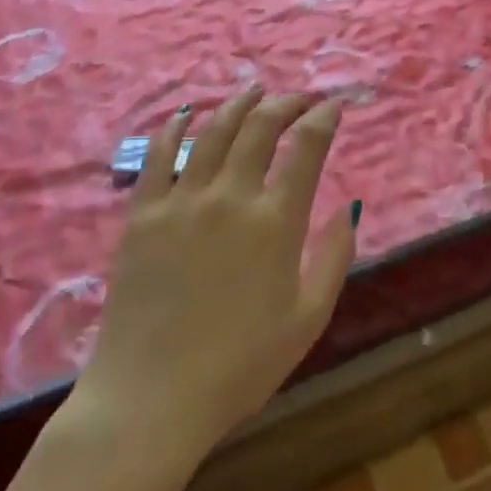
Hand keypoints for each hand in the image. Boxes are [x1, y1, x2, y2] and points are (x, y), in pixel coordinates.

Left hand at [70, 87, 358, 467]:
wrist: (151, 398)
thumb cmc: (240, 366)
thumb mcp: (308, 318)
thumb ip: (334, 257)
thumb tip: (348, 206)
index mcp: (275, 222)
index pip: (305, 147)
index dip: (323, 118)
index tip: (333, 106)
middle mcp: (229, 197)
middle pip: (260, 127)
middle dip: (285, 103)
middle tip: (298, 98)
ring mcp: (180, 202)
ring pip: (213, 131)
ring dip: (238, 105)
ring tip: (254, 91)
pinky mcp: (142, 215)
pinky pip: (159, 156)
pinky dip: (175, 128)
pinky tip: (187, 114)